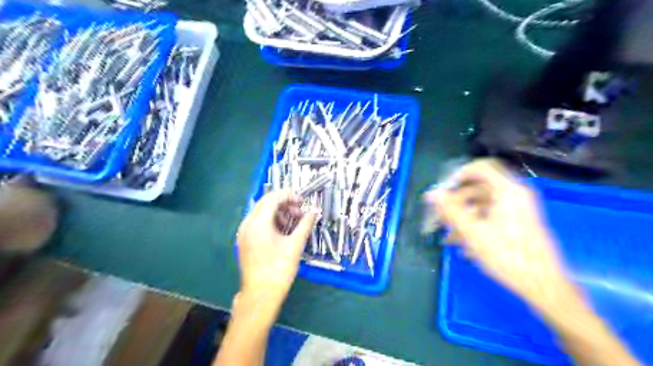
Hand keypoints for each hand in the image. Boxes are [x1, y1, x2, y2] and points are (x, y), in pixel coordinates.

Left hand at [236, 190, 317, 306]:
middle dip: (284, 202)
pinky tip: (282, 229)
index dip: (289, 195)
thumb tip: (314, 212)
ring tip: (293, 220)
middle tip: (299, 210)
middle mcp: (247, 224)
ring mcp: (243, 232)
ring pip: (261, 212)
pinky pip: (257, 222)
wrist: (261, 295)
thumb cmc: (279, 269)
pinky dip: (270, 220)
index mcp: (258, 223)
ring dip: (278, 211)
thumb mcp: (295, 245)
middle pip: (265, 202)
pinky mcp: (244, 240)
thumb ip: (305, 225)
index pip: (272, 198)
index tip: (302, 201)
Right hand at [430, 158, 574, 310]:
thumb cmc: (508, 257)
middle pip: (477, 188)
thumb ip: (450, 210)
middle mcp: (514, 194)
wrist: (544, 287)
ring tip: (448, 239)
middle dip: (454, 203)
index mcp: (507, 190)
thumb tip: (431, 193)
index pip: (479, 167)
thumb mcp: (472, 232)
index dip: (457, 176)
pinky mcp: (517, 222)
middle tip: (438, 219)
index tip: (442, 192)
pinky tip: (464, 247)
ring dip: (462, 218)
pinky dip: (475, 226)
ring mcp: (517, 209)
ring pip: (481, 205)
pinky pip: (490, 216)